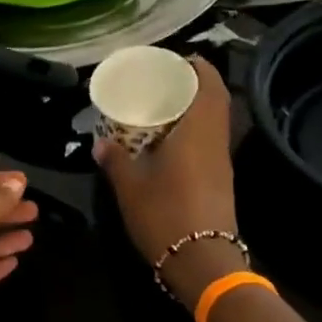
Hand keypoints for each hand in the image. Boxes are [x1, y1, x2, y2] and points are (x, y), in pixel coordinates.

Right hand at [94, 55, 245, 304]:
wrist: (203, 262)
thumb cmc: (165, 215)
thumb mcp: (129, 186)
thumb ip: (115, 159)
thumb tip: (100, 143)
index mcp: (197, 131)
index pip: (208, 84)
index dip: (196, 66)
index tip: (174, 59)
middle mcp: (215, 141)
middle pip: (215, 100)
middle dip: (193, 84)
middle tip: (162, 80)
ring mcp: (221, 162)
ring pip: (214, 121)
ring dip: (194, 107)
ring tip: (161, 106)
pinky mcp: (220, 180)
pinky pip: (209, 140)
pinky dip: (194, 129)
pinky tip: (168, 140)